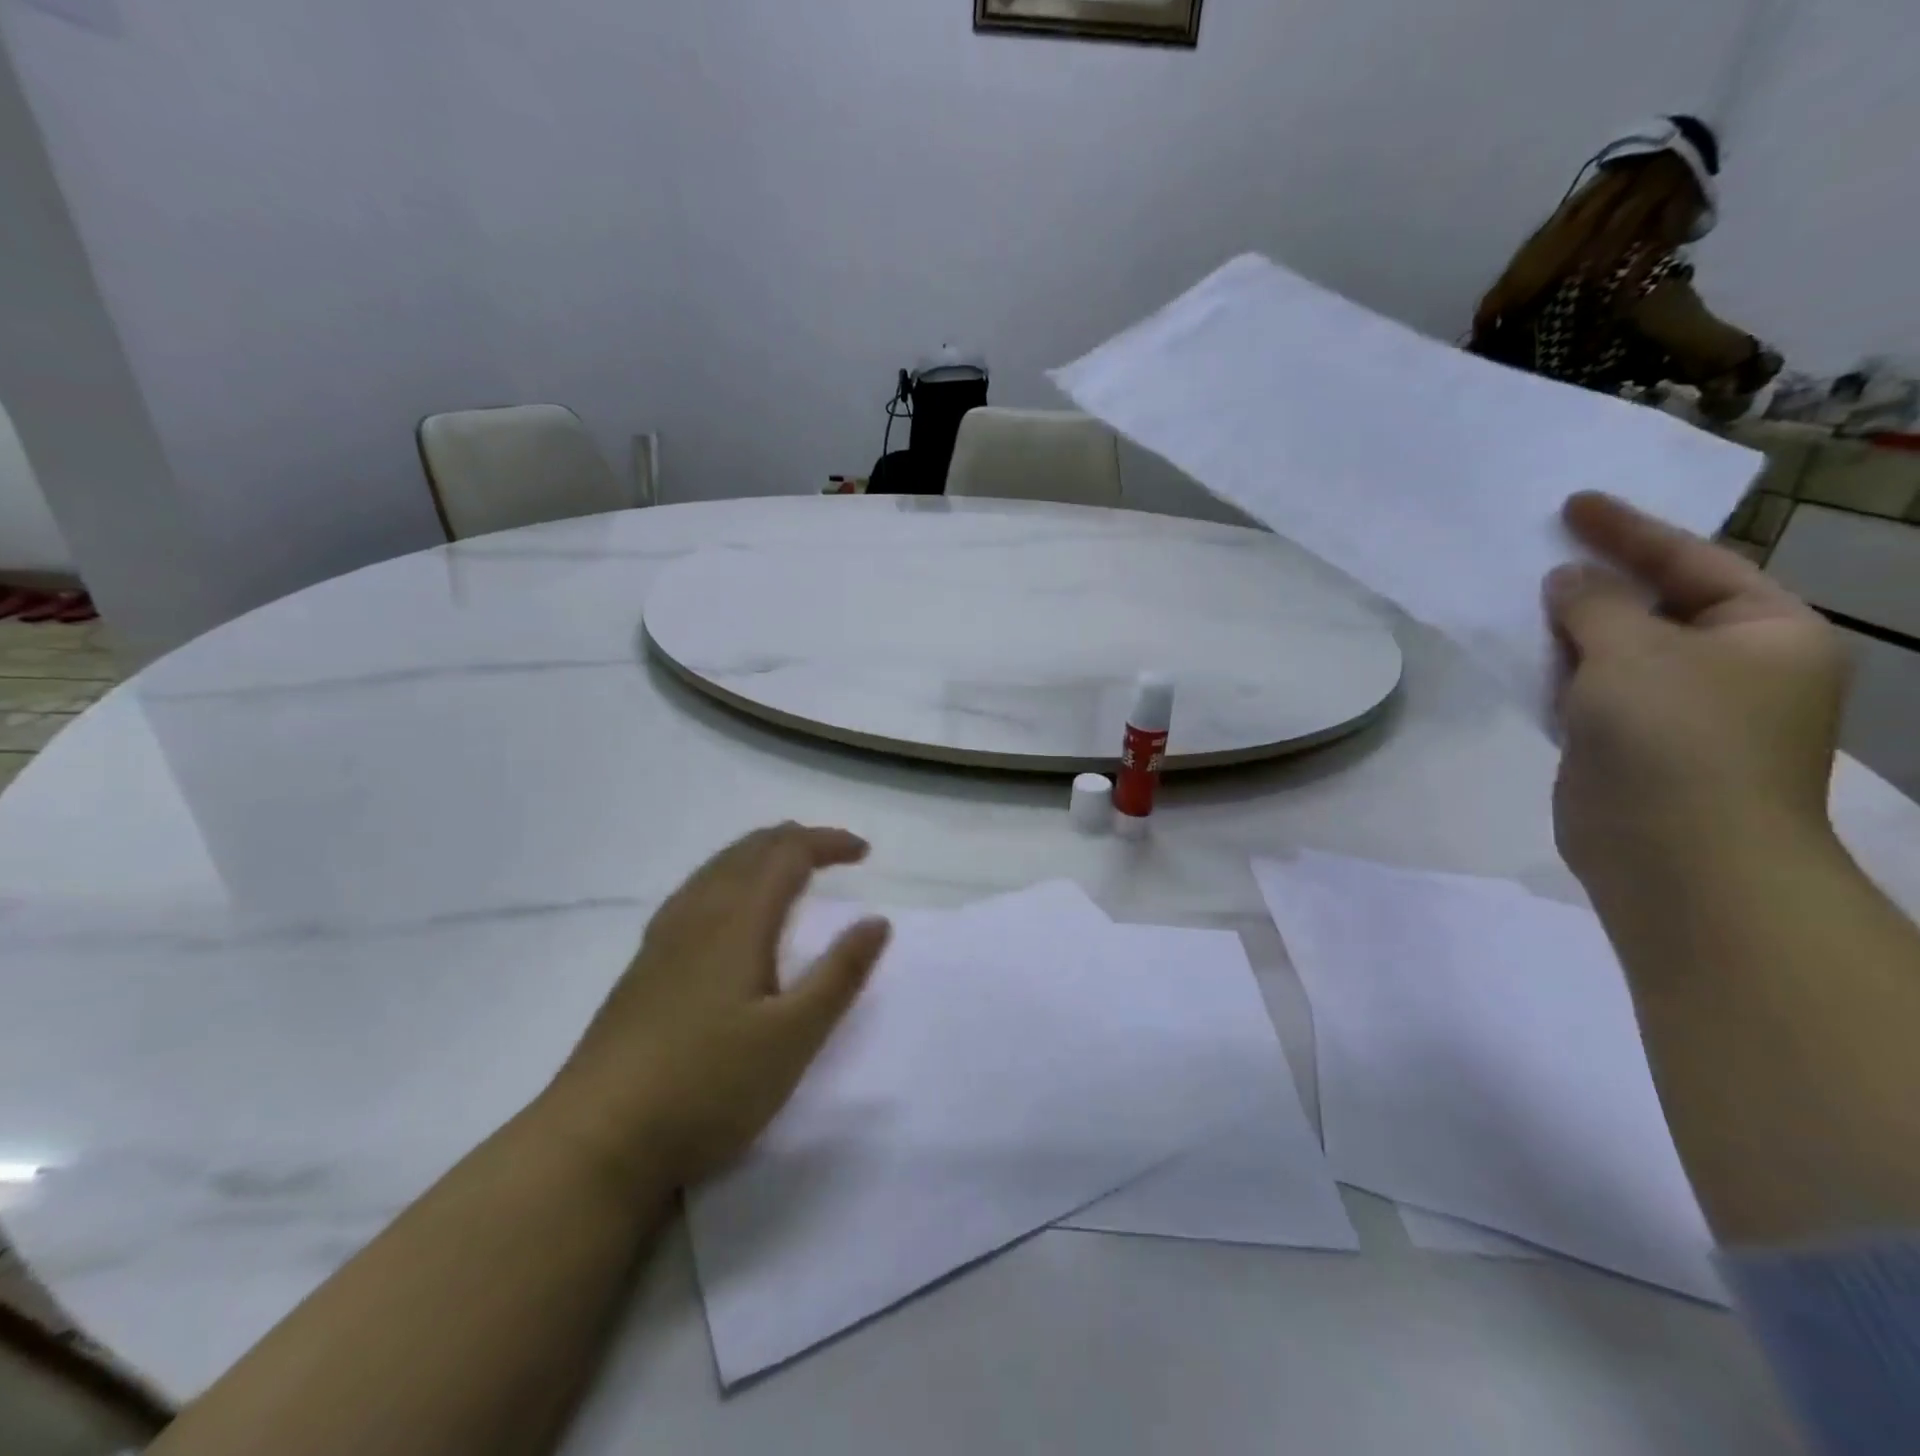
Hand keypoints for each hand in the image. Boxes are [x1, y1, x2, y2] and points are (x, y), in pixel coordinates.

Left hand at [547, 823, 889, 1192]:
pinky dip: (730, 877)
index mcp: (737, 921)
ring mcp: (663, 939)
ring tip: (789, 869)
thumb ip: (839, 974)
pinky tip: (728, 909)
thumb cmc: (707, 1085)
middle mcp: (698, 914)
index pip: (788, 854)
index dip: (828, 843)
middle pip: (749, 850)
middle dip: (796, 840)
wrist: (596, 1141)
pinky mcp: (644, 965)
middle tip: (833, 853)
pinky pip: (696, 891)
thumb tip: (877, 920)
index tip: (864, 853)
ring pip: (717, 868)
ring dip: (761, 854)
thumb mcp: (793, 1037)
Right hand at [1543, 492, 1848, 887]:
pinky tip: (1522, 654)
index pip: (1693, 560)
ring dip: (1572, 626)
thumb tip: (1567, 579)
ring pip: (1617, 650)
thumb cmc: (1676, 738)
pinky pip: (1591, 691)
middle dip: (1598, 579)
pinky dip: (1559, 670)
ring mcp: (1680, 710)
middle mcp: (1733, 667)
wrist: (1675, 856)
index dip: (1629, 530)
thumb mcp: (1633, 651)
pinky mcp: (1630, 745)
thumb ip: (1595, 605)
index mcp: (1766, 632)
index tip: (1573, 502)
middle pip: (1657, 603)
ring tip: (1521, 596)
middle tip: (1540, 547)